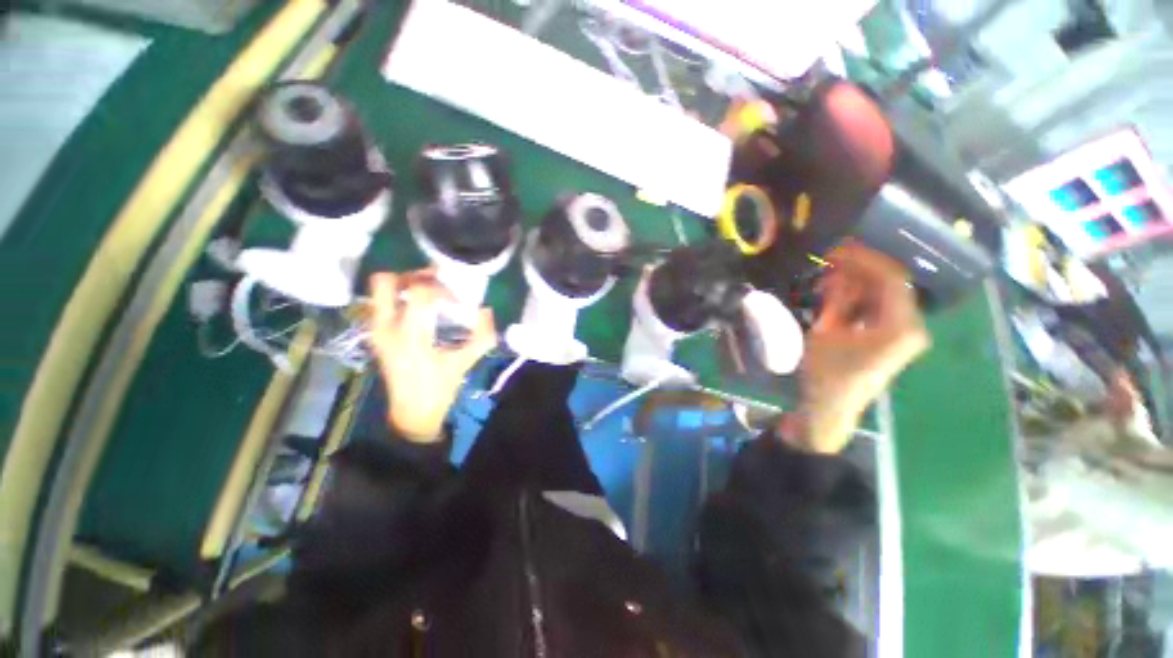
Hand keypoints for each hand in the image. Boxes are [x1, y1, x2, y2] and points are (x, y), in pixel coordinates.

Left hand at [369, 269, 496, 441]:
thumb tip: (487, 310)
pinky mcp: (376, 334)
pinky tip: (420, 308)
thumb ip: (481, 336)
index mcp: (410, 335)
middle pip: (385, 281)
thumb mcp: (464, 362)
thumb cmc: (439, 388)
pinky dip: (400, 296)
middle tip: (435, 282)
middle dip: (412, 275)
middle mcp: (386, 327)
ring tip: (429, 293)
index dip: (440, 288)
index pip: (418, 292)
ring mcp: (377, 330)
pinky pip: (382, 302)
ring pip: (380, 289)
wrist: (412, 412)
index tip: (456, 299)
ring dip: (405, 284)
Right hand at [783, 241, 929, 453]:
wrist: (829, 409)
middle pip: (889, 284)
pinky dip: (858, 298)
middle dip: (859, 269)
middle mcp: (911, 327)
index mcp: (900, 327)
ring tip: (827, 276)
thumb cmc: (825, 374)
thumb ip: (836, 300)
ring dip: (856, 283)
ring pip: (883, 295)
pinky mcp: (892, 339)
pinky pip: (878, 308)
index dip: (862, 259)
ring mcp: (904, 333)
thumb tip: (837, 271)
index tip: (835, 250)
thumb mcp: (825, 333)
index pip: (890, 278)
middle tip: (828, 260)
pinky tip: (836, 294)